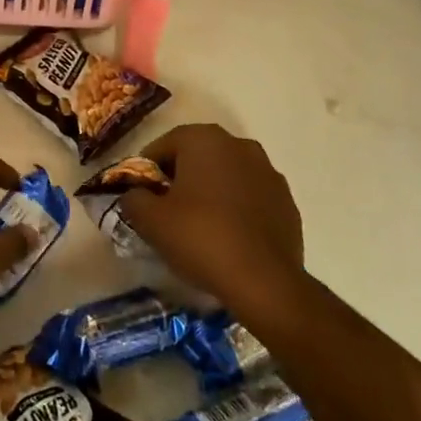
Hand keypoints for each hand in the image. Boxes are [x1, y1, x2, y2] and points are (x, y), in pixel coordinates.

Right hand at [119, 123, 305, 315]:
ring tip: (199, 227)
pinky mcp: (287, 201)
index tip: (142, 200)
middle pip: (196, 157)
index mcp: (204, 138)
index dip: (147, 173)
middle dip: (180, 179)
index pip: (162, 147)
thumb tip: (136, 195)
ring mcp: (268, 172)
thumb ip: (133, 197)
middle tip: (167, 212)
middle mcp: (239, 144)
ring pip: (225, 176)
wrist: (264, 282)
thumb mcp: (150, 219)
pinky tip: (228, 237)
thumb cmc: (200, 238)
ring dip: (210, 192)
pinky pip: (250, 197)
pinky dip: (236, 209)